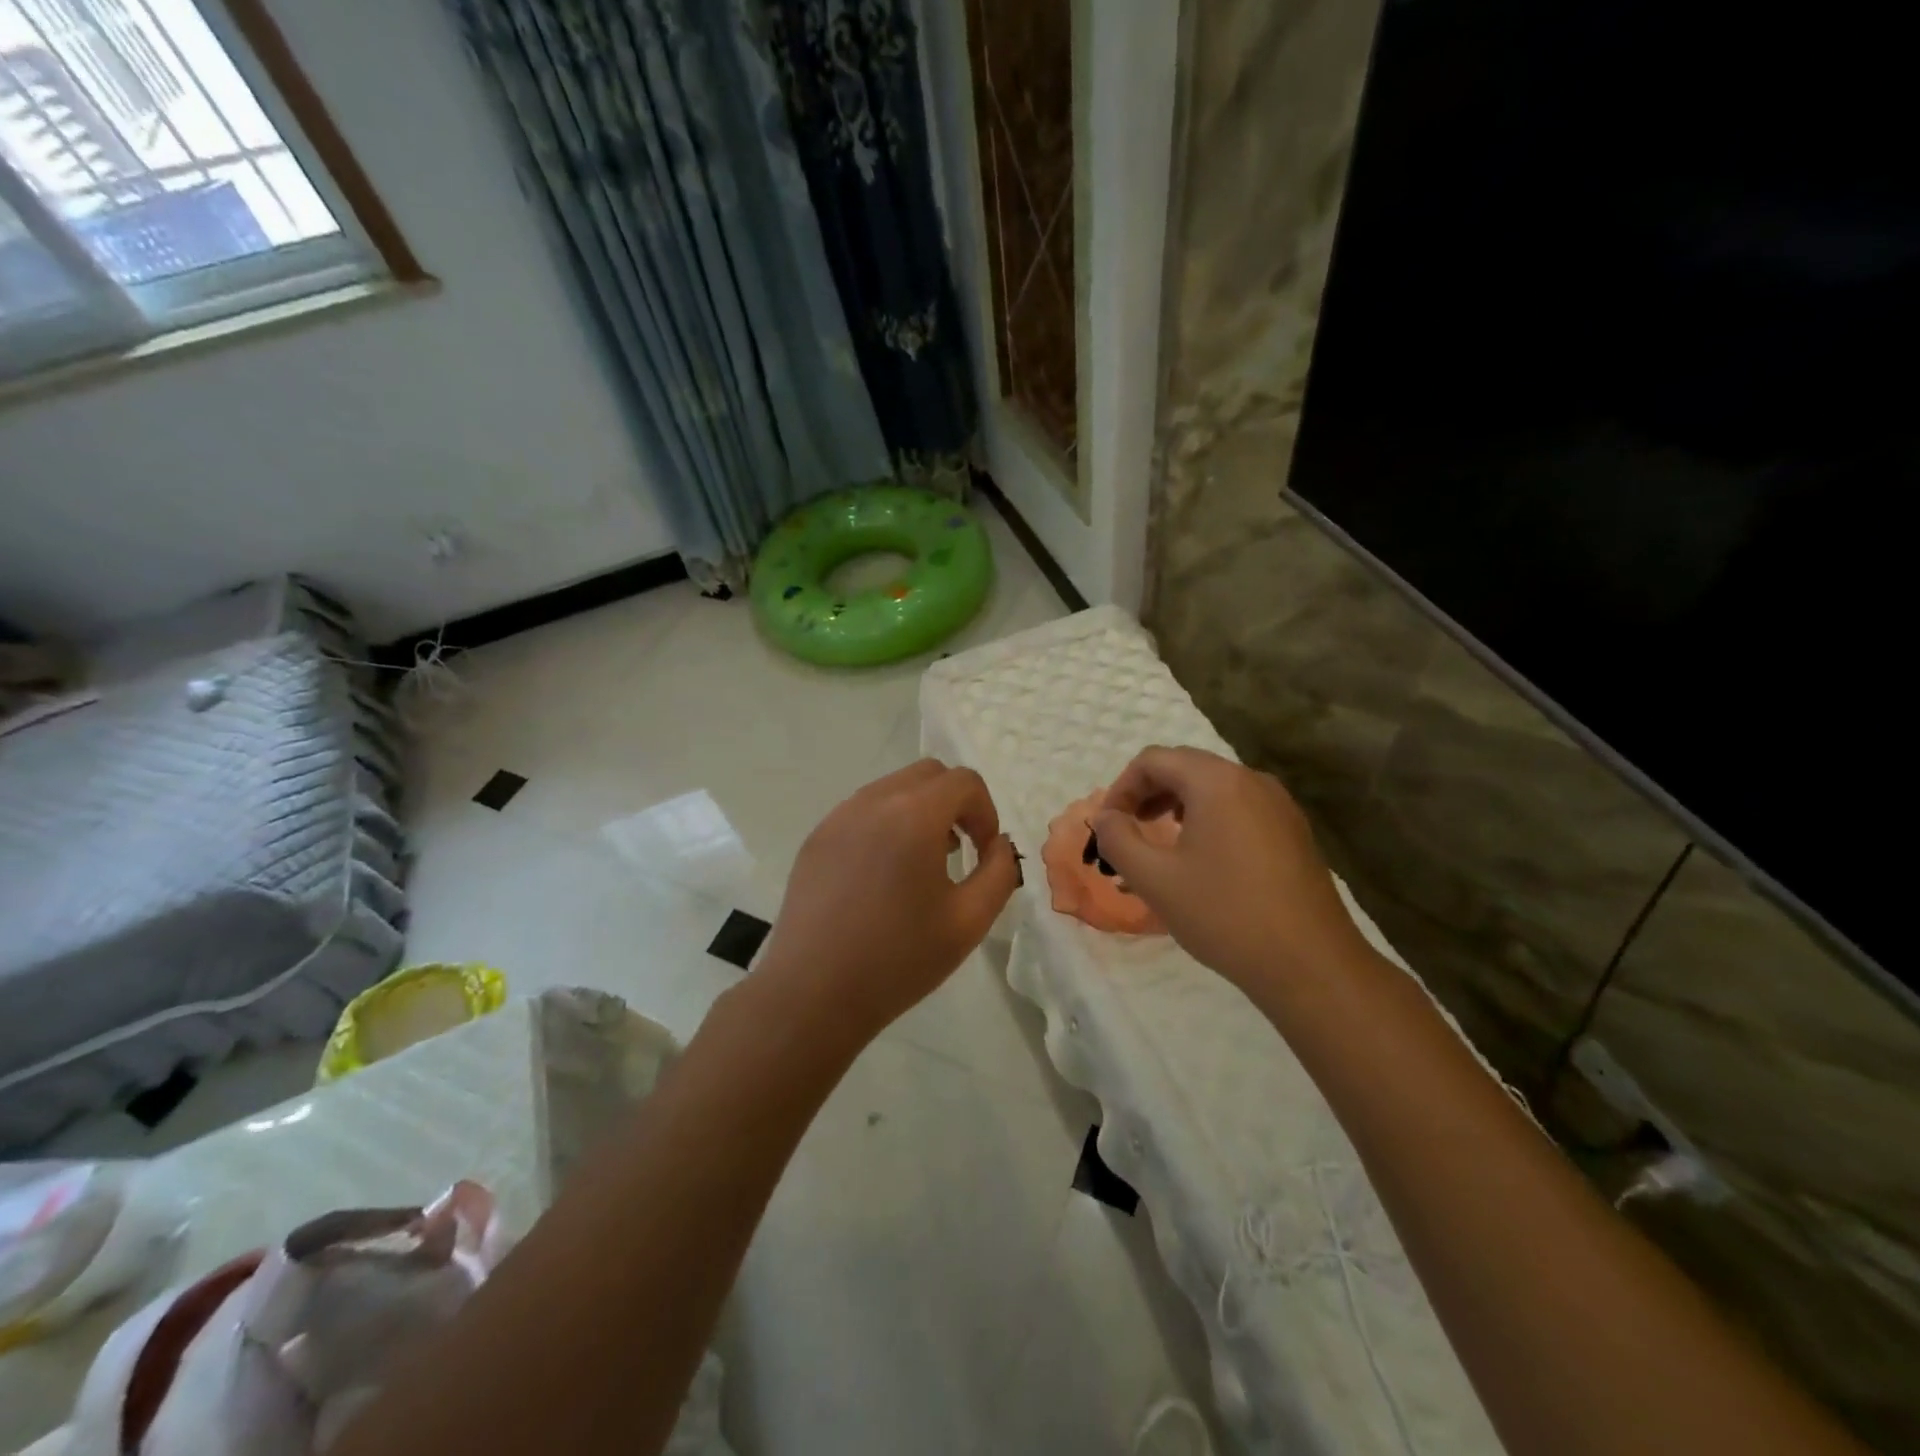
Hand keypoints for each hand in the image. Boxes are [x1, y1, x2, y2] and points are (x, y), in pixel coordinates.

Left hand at [760, 759, 1020, 1043]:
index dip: (986, 812)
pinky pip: (862, 811)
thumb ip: (1000, 872)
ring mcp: (838, 817)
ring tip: (921, 865)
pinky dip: (886, 824)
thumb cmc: (898, 959)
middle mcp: (873, 802)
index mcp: (913, 816)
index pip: (964, 781)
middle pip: (928, 774)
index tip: (984, 853)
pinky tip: (883, 876)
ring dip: (919, 811)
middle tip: (960, 851)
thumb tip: (1000, 846)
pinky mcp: (816, 838)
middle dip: (955, 803)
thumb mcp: (969, 921)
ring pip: (892, 788)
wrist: (813, 993)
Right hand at [1091, 746, 1367, 990]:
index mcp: (1217, 782)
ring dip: (1177, 805)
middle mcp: (1251, 780)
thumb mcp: (1155, 879)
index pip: (1154, 760)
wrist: (1310, 964)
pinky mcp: (1293, 831)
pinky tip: (1202, 859)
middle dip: (1148, 793)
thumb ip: (1118, 839)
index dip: (1121, 787)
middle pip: (1185, 767)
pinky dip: (1208, 819)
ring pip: (1214, 787)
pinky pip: (1239, 808)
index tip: (1107, 825)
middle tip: (1127, 831)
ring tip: (1159, 844)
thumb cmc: (1225, 915)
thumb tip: (1106, 818)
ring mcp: (1279, 805)